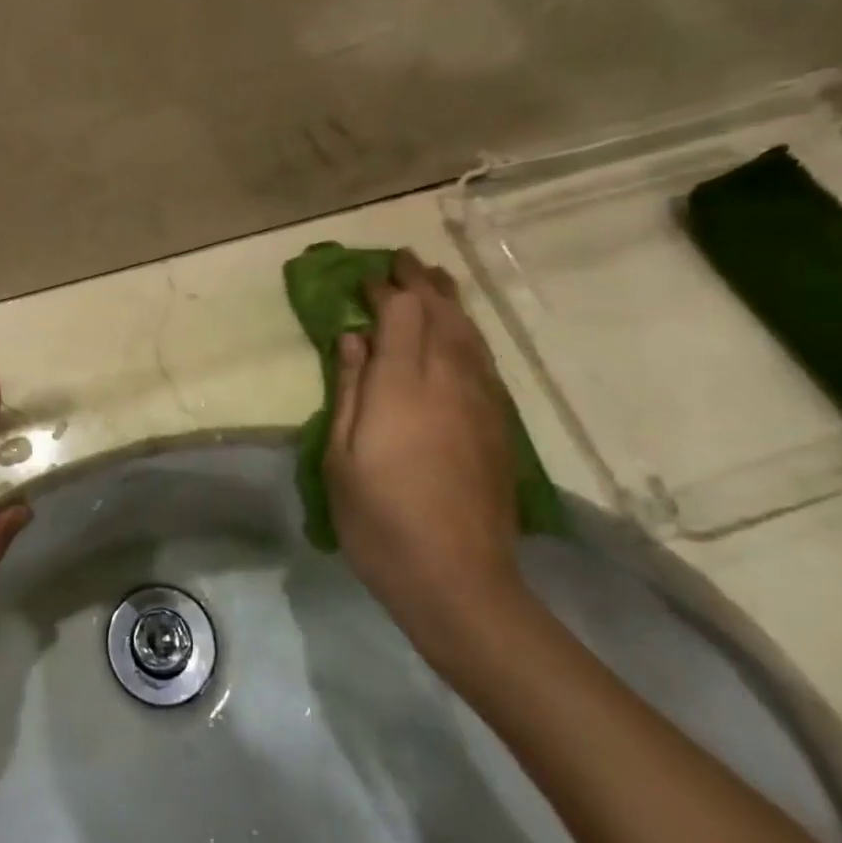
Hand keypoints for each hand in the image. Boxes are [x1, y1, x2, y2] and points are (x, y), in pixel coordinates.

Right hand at [324, 252, 526, 665]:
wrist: (458, 582)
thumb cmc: (380, 519)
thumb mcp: (341, 455)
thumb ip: (349, 389)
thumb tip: (353, 339)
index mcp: (404, 385)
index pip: (403, 312)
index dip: (386, 289)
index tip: (367, 279)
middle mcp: (449, 381)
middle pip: (443, 313)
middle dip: (423, 282)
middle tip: (404, 261)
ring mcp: (482, 403)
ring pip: (471, 334)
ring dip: (451, 302)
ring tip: (437, 281)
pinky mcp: (500, 427)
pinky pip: (485, 362)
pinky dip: (469, 335)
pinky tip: (462, 336)